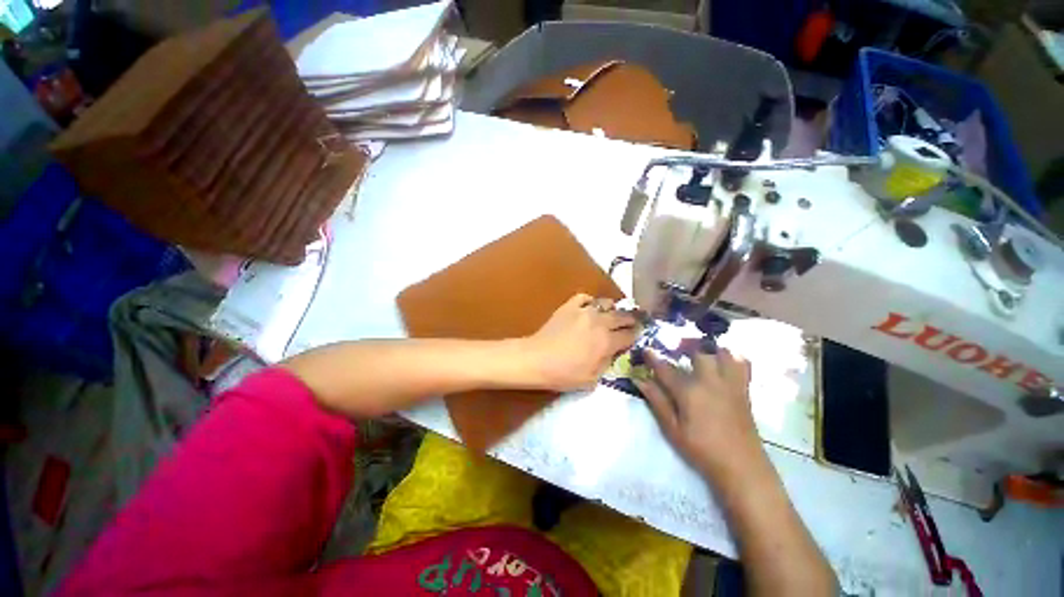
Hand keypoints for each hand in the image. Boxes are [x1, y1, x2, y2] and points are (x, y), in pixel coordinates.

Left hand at [524, 293, 638, 390]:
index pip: (629, 334)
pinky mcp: (569, 306)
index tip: (638, 334)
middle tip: (633, 321)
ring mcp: (584, 311)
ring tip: (612, 314)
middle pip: (622, 316)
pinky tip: (589, 308)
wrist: (537, 359)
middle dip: (631, 319)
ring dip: (612, 309)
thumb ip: (607, 363)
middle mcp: (599, 322)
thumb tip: (614, 351)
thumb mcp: (592, 379)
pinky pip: (585, 297)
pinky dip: (590, 302)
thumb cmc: (564, 374)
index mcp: (607, 342)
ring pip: (606, 303)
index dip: (636, 335)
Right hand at [635, 347, 760, 474]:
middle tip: (676, 350)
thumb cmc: (701, 449)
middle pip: (697, 353)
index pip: (666, 368)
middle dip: (685, 347)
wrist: (741, 466)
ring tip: (701, 353)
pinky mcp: (744, 390)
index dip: (653, 358)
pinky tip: (724, 362)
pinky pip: (743, 365)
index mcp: (689, 392)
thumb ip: (657, 401)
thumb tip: (639, 380)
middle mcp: (710, 381)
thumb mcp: (672, 429)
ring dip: (710, 349)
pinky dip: (734, 358)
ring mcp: (730, 384)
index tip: (645, 349)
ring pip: (723, 353)